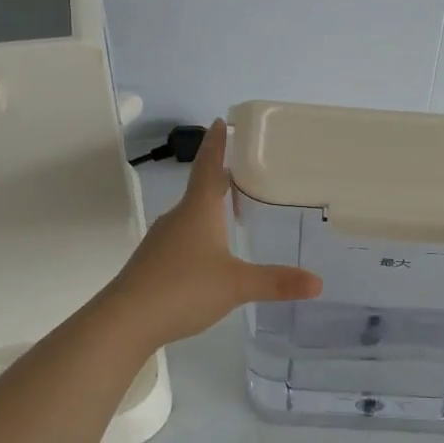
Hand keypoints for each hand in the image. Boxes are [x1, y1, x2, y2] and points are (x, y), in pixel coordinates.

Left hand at [106, 119, 321, 347]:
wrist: (125, 320)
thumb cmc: (183, 289)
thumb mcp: (237, 285)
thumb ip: (276, 282)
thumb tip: (318, 282)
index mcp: (198, 211)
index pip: (209, 168)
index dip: (216, 145)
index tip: (220, 121)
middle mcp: (177, 218)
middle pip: (200, 189)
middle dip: (218, 177)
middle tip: (238, 168)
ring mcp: (161, 241)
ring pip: (189, 215)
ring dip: (208, 207)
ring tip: (228, 210)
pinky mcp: (152, 263)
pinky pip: (181, 238)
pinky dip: (198, 234)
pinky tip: (207, 253)